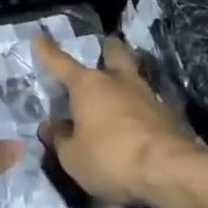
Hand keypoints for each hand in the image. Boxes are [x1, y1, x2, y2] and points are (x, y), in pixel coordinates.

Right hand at [33, 34, 189, 206]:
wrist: (168, 170)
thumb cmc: (110, 158)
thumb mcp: (72, 157)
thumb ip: (60, 139)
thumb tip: (52, 126)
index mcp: (87, 85)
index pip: (60, 63)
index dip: (47, 52)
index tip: (39, 36)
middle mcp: (117, 81)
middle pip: (114, 54)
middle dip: (107, 49)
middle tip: (104, 49)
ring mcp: (147, 95)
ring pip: (134, 77)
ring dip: (125, 82)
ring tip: (119, 93)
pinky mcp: (168, 115)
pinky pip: (148, 105)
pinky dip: (140, 110)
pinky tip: (137, 124)